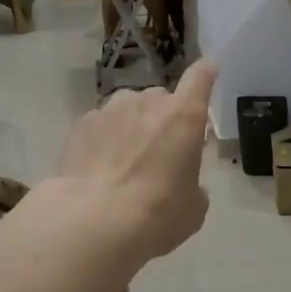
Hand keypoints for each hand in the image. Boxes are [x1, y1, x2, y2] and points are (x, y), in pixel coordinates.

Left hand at [44, 60, 215, 260]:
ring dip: (131, 127)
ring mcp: (111, 109)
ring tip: (123, 162)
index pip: (200, 78)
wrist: (94, 222)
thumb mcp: (193, 207)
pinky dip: (103, 140)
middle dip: (162, 119)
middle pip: (161, 100)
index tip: (208, 70)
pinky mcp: (82, 123)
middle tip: (158, 153)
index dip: (206, 73)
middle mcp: (148, 102)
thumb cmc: (157, 214)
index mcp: (184, 117)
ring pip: (128, 109)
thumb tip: (181, 180)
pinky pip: (101, 125)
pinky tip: (98, 168)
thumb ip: (192, 182)